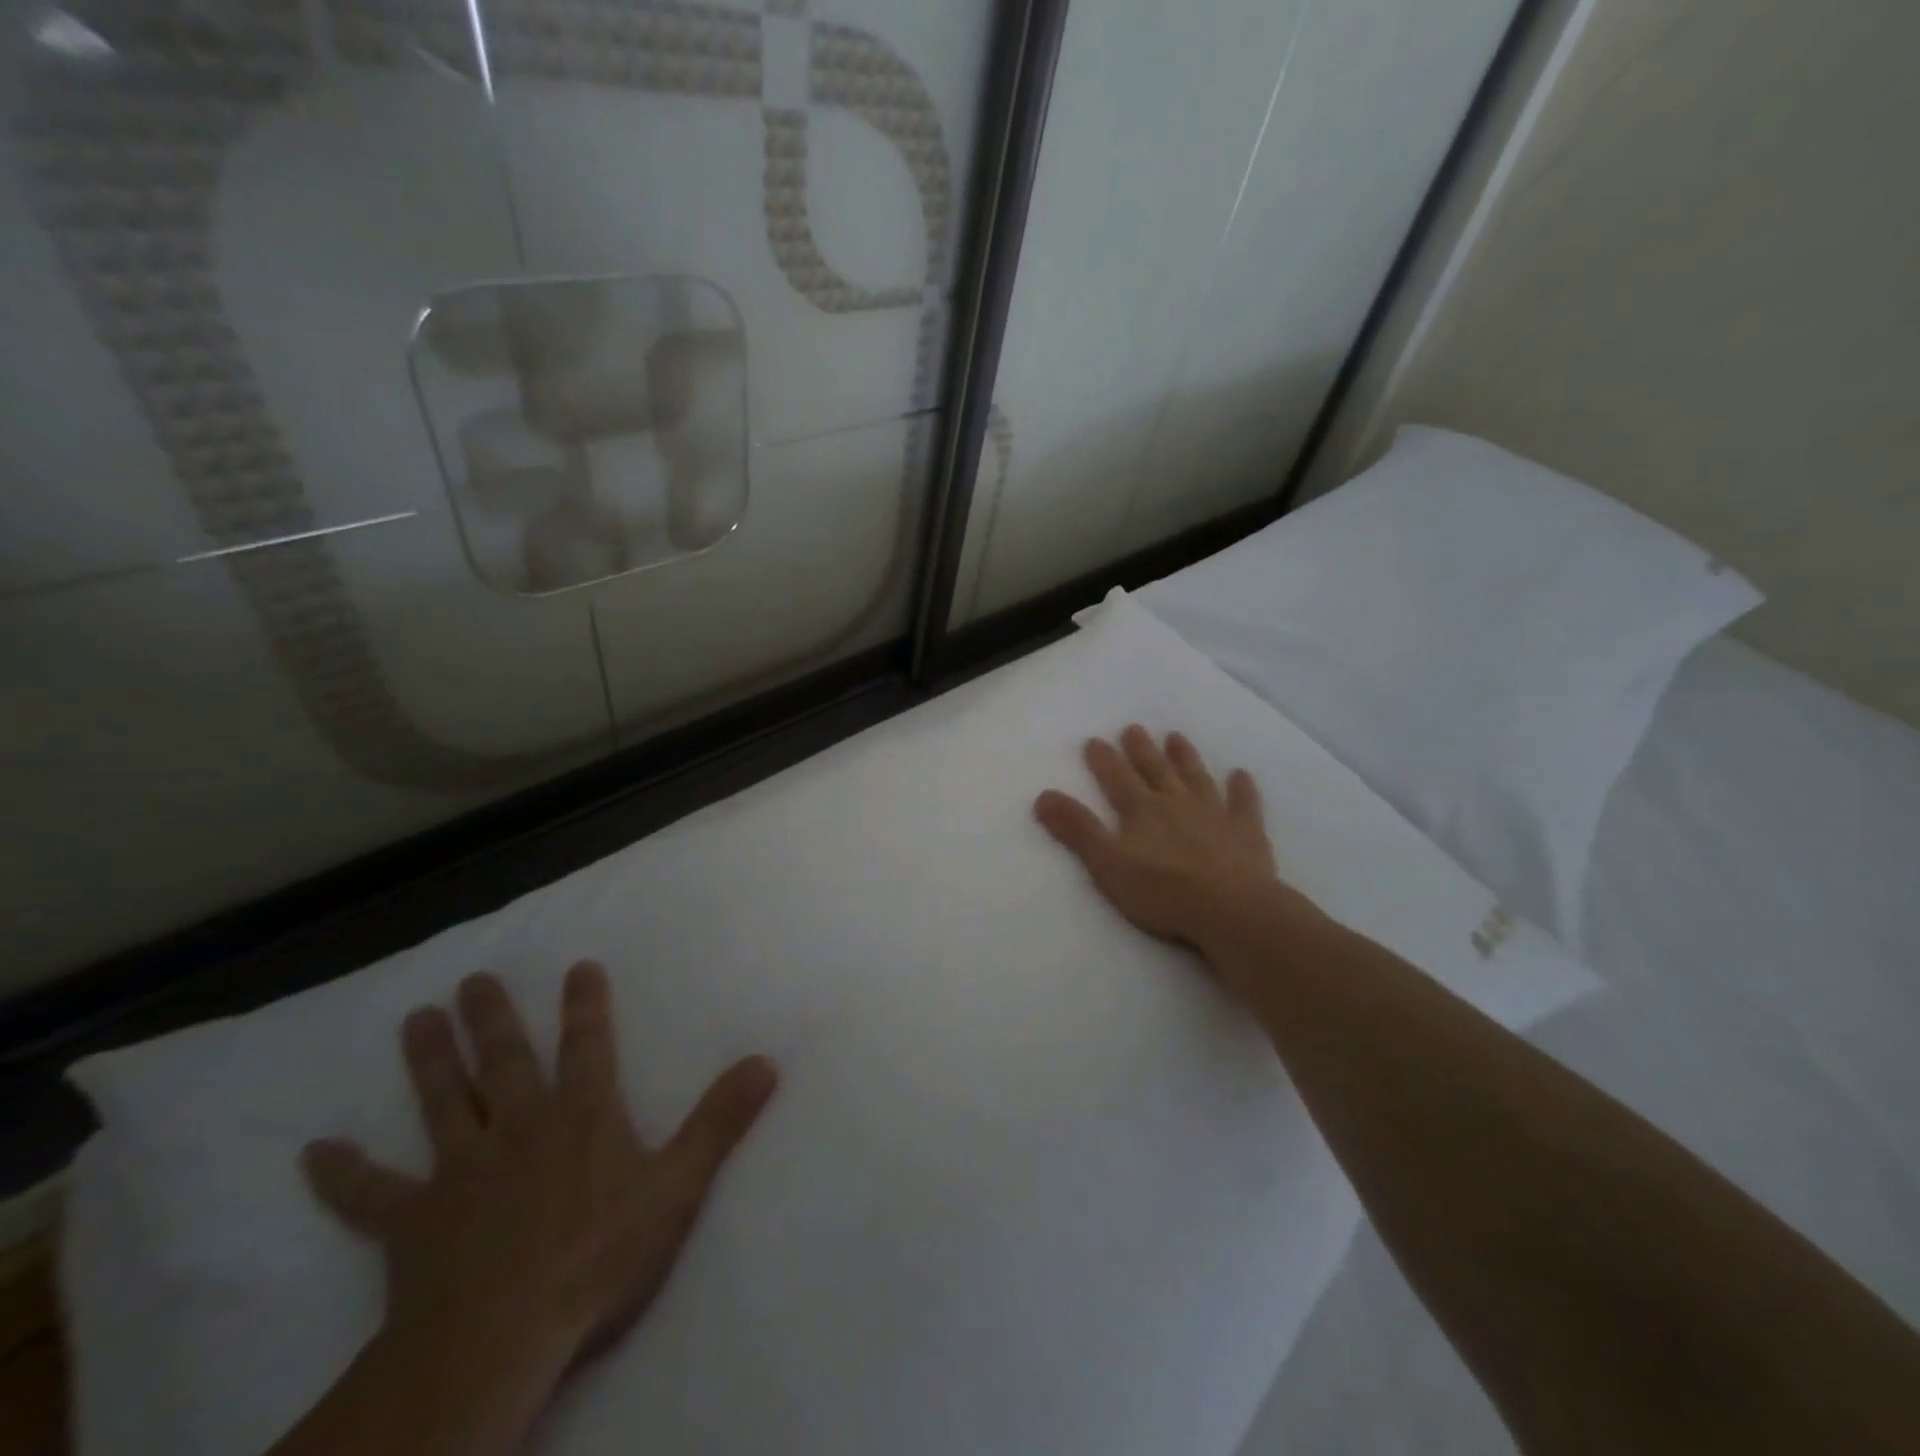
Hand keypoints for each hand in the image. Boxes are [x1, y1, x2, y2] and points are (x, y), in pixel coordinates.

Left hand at [301, 963, 775, 1379]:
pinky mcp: (412, 1224)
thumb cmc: (598, 1256)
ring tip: (416, 1020)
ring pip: (442, 1104)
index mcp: (581, 1117)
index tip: (578, 966)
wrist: (501, 1338)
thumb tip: (766, 1060)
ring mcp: (460, 1172)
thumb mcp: (677, 1186)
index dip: (586, 1005)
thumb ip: (720, 1120)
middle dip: (491, 1018)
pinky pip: (370, 1196)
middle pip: (503, 1061)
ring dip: (429, 1062)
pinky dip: (343, 1175)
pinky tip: (314, 1154)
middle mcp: (519, 1128)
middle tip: (472, 980)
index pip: (588, 1045)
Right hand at [1034, 726, 1310, 963]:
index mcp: (1142, 811)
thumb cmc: (1162, 892)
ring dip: (1185, 758)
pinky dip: (1242, 789)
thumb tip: (1042, 796)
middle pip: (1155, 770)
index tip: (1094, 739)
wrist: (1231, 910)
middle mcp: (1176, 804)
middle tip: (1134, 728)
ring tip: (1176, 737)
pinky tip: (1241, 774)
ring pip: (1196, 778)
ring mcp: (1215, 815)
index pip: (1117, 779)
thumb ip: (1077, 830)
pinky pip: (1244, 804)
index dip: (1104, 760)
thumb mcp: (1107, 864)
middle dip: (1141, 750)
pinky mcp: (1246, 834)